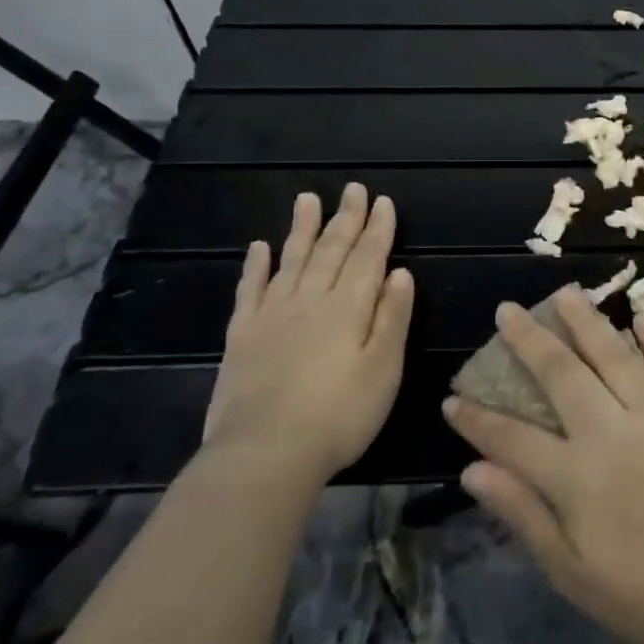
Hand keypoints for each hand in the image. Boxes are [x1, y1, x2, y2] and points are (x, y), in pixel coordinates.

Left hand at [204, 183, 413, 484]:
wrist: (264, 454)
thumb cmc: (339, 416)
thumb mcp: (383, 370)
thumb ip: (392, 319)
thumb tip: (400, 273)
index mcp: (348, 308)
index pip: (368, 258)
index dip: (378, 229)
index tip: (383, 202)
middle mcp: (310, 300)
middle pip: (331, 251)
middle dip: (345, 219)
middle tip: (353, 189)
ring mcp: (272, 315)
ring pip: (291, 260)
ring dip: (302, 228)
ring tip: (307, 199)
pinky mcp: (243, 336)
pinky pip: (251, 290)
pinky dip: (256, 266)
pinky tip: (260, 247)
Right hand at [442, 287, 643, 643]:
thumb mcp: (571, 571)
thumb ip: (523, 514)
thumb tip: (472, 471)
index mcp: (576, 476)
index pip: (512, 438)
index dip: (477, 420)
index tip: (453, 399)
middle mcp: (612, 432)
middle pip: (563, 374)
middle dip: (530, 340)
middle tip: (508, 310)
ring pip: (616, 356)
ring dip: (588, 321)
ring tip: (566, 292)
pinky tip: (642, 317)